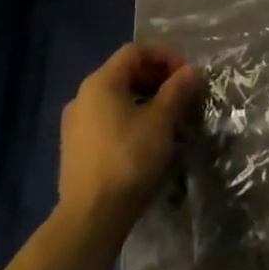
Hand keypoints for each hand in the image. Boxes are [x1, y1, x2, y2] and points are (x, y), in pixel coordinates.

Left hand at [59, 43, 202, 232]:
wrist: (90, 218)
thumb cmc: (128, 160)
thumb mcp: (161, 121)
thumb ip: (178, 90)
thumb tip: (193, 71)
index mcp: (101, 82)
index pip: (136, 51)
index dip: (165, 56)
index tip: (188, 75)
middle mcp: (83, 96)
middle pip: (125, 73)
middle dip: (158, 79)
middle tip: (183, 96)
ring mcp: (75, 124)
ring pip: (117, 99)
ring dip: (147, 101)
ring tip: (171, 120)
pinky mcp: (76, 149)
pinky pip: (108, 120)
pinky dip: (131, 120)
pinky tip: (149, 141)